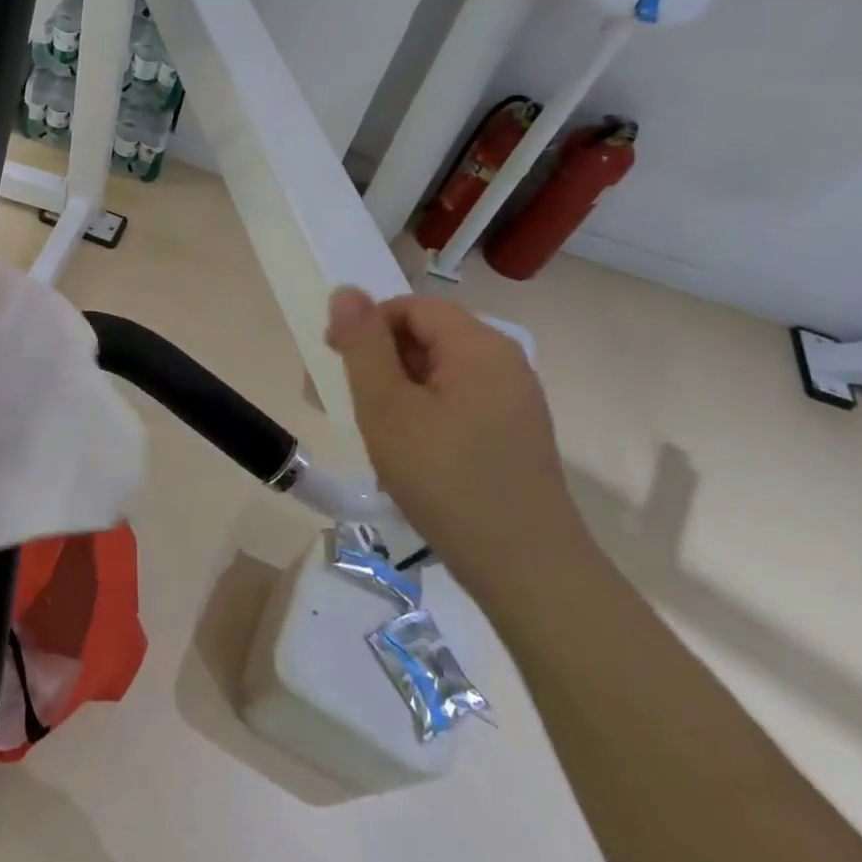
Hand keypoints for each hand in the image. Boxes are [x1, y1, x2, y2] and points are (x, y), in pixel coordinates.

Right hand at [324, 287, 594, 601]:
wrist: (526, 570)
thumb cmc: (446, 480)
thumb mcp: (387, 408)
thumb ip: (363, 345)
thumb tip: (345, 291)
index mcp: (479, 346)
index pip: (410, 307)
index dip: (367, 325)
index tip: (335, 363)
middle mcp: (504, 362)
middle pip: (427, 336)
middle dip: (379, 360)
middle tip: (347, 404)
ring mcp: (514, 400)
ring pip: (439, 372)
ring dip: (397, 390)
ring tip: (373, 433)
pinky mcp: (513, 433)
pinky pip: (457, 401)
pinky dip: (423, 412)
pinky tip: (408, 452)